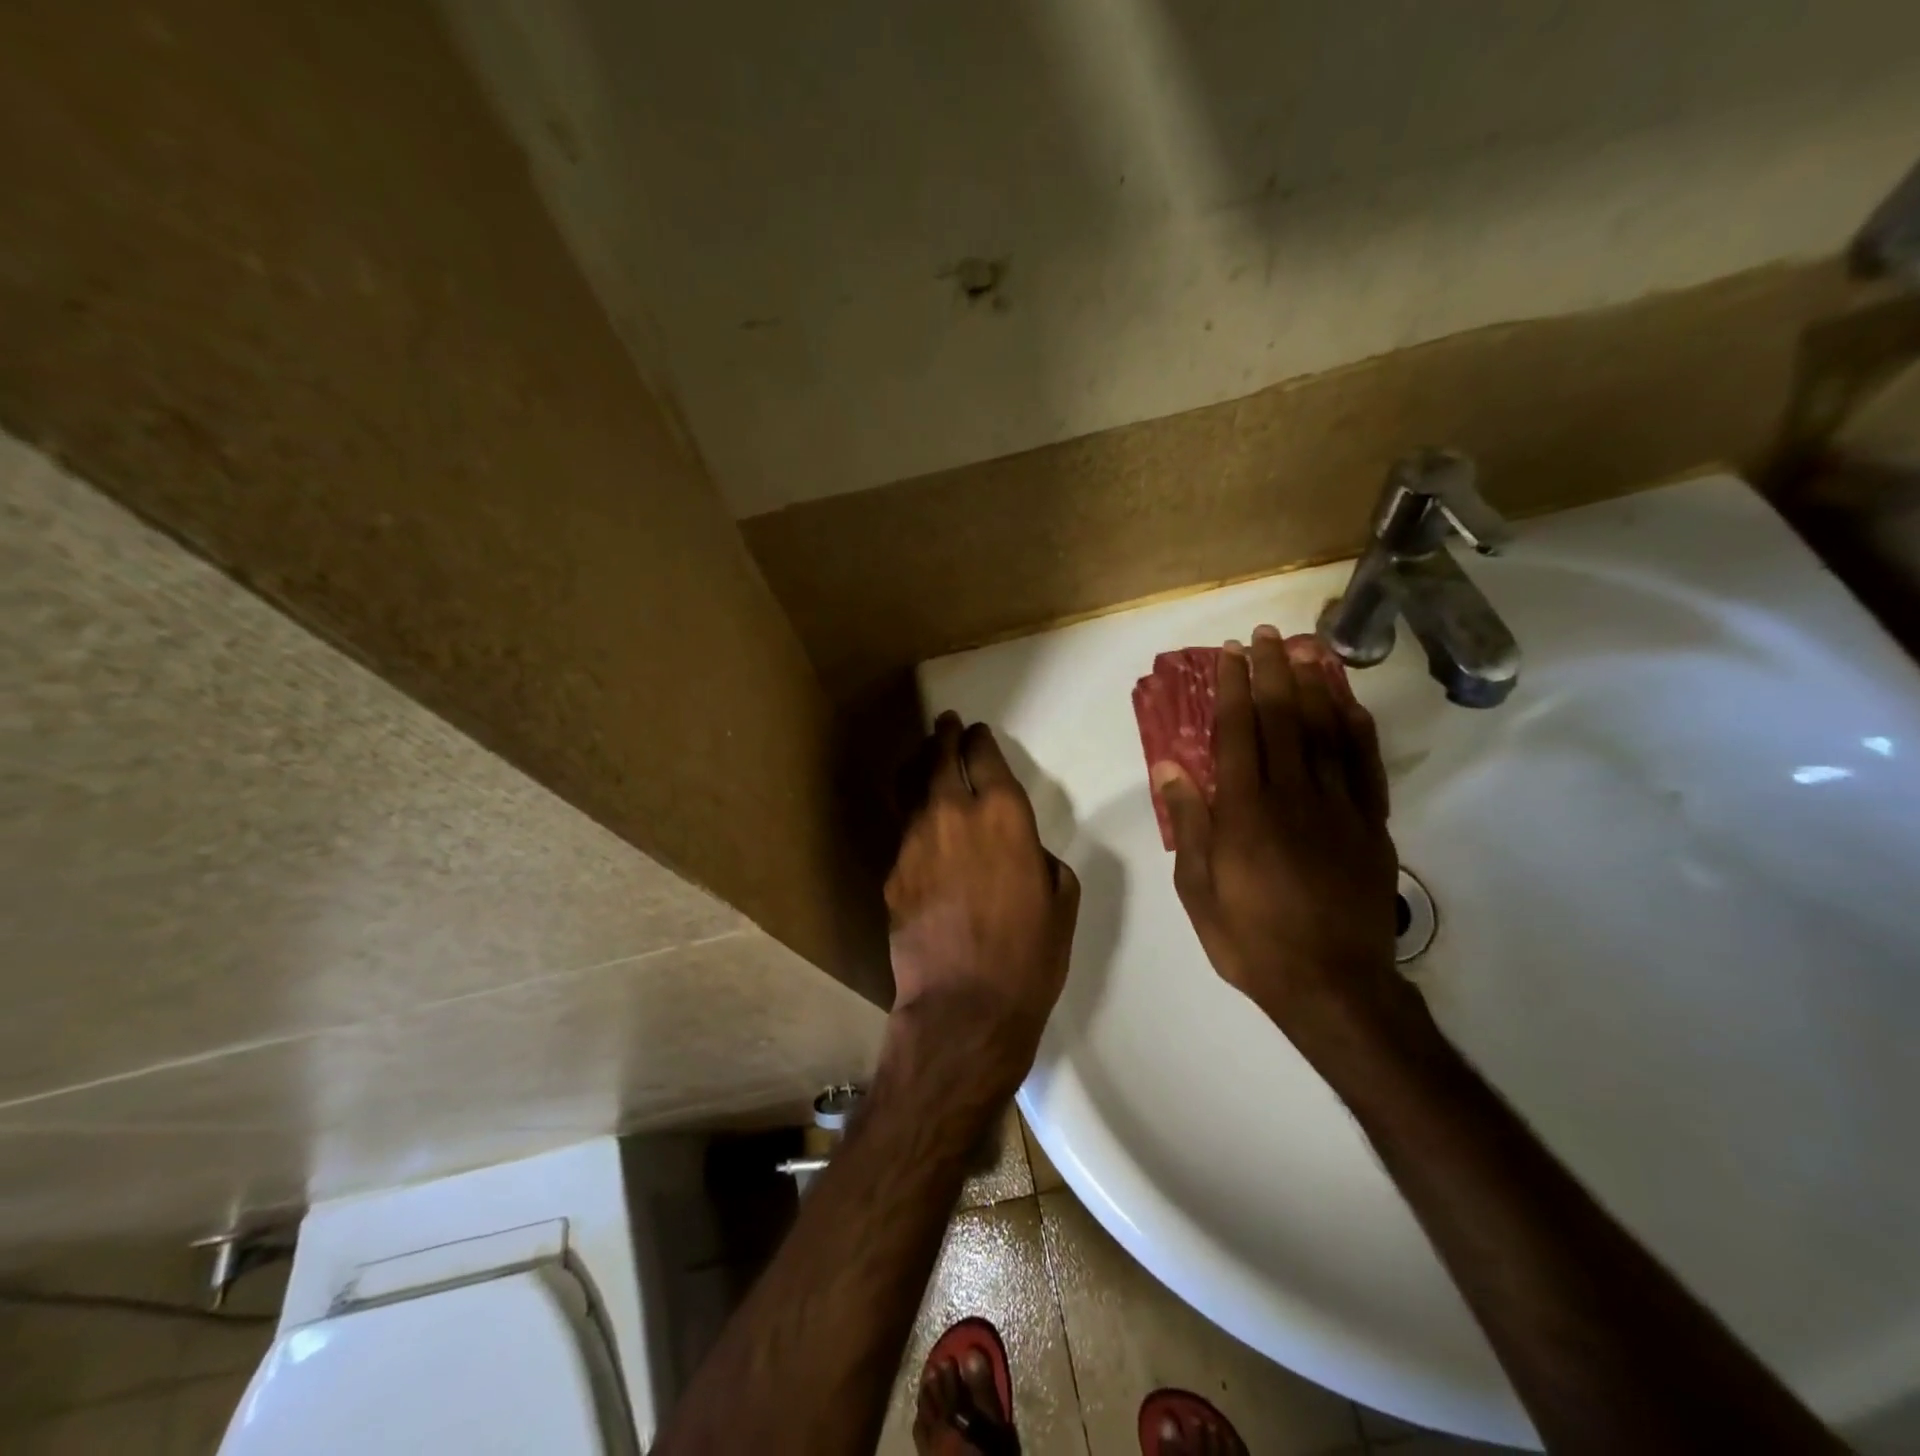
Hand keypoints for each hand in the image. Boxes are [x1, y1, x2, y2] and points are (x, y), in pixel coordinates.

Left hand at [886, 713, 1080, 1059]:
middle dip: (943, 736)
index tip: (977, 733)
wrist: (965, 1006)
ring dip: (919, 767)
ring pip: (910, 787)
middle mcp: (953, 814)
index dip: (979, 740)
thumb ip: (1038, 857)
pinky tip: (920, 828)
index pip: (984, 756)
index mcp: (1004, 815)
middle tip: (945, 725)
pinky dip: (913, 818)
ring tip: (923, 758)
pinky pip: (904, 831)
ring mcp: (914, 840)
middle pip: (939, 758)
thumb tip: (1020, 848)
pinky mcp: (892, 871)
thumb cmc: (1029, 956)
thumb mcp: (1060, 899)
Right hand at [1153, 628, 1411, 1055]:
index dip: (1232, 689)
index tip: (1229, 656)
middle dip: (1272, 672)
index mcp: (1245, 813)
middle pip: (1283, 719)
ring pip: (1326, 732)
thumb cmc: (1252, 940)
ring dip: (1314, 685)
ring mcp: (1339, 808)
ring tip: (1306, 649)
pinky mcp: (1371, 825)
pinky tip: (1348, 703)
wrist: (1334, 985)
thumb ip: (1188, 824)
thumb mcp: (1199, 890)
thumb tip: (1170, 768)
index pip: (1237, 734)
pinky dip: (1356, 728)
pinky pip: (1364, 765)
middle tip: (1265, 635)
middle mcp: (1293, 797)